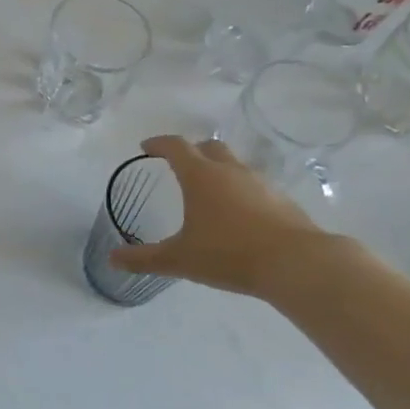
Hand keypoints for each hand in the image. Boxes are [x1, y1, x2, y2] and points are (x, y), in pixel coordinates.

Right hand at [109, 135, 333, 296]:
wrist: (297, 264)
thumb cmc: (229, 254)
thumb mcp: (180, 259)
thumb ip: (144, 259)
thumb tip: (111, 259)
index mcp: (200, 176)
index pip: (175, 146)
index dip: (159, 144)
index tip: (147, 148)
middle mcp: (230, 171)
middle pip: (209, 148)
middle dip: (192, 152)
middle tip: (179, 165)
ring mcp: (260, 183)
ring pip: (235, 166)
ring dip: (219, 172)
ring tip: (210, 194)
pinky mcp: (282, 201)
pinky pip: (255, 187)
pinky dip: (242, 192)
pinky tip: (240, 216)